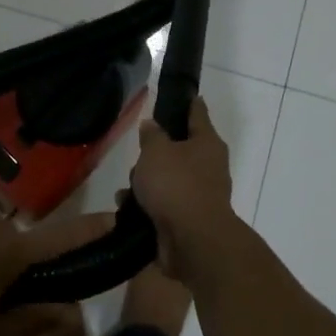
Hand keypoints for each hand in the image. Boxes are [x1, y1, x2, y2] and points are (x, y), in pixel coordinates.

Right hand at [130, 97, 240, 283]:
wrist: (192, 240)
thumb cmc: (177, 185)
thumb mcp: (156, 151)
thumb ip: (152, 135)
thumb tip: (152, 126)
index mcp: (207, 143)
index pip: (198, 113)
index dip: (189, 103)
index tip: (187, 95)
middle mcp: (208, 166)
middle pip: (179, 150)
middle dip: (155, 153)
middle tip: (138, 156)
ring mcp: (199, 194)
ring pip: (168, 179)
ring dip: (146, 183)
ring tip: (126, 188)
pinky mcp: (187, 219)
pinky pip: (163, 204)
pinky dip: (146, 205)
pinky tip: (127, 208)